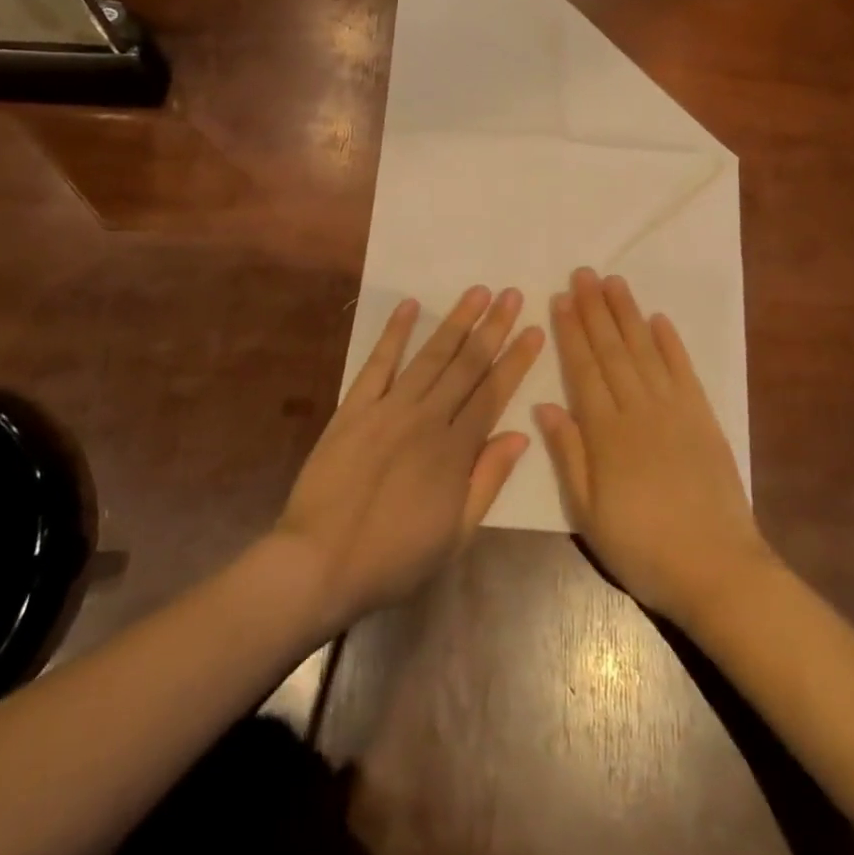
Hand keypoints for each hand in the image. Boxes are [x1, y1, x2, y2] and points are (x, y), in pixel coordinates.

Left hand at [273, 286, 542, 633]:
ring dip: (456, 321)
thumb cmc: (394, 557)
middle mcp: (427, 418)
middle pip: (467, 364)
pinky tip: (409, 306)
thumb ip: (488, 480)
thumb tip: (520, 435)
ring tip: (477, 292)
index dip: (516, 360)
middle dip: (493, 327)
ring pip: (431, 355)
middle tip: (512, 294)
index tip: (533, 330)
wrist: (320, 562)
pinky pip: (378, 363)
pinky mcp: (354, 407)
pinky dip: (394, 333)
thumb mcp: (456, 535)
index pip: (493, 393)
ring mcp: (389, 408)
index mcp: (455, 450)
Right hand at [536, 268, 773, 628]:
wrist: (717, 569)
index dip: (571, 332)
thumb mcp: (588, 513)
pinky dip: (671, 342)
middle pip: (612, 350)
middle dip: (596, 309)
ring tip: (614, 282)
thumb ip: (568, 455)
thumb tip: (543, 405)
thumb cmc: (642, 548)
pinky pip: (683, 371)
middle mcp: (638, 409)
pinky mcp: (703, 417)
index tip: (562, 298)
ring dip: (628, 314)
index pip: (583, 369)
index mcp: (606, 433)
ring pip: (645, 350)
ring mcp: (674, 410)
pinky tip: (659, 319)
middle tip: (584, 273)